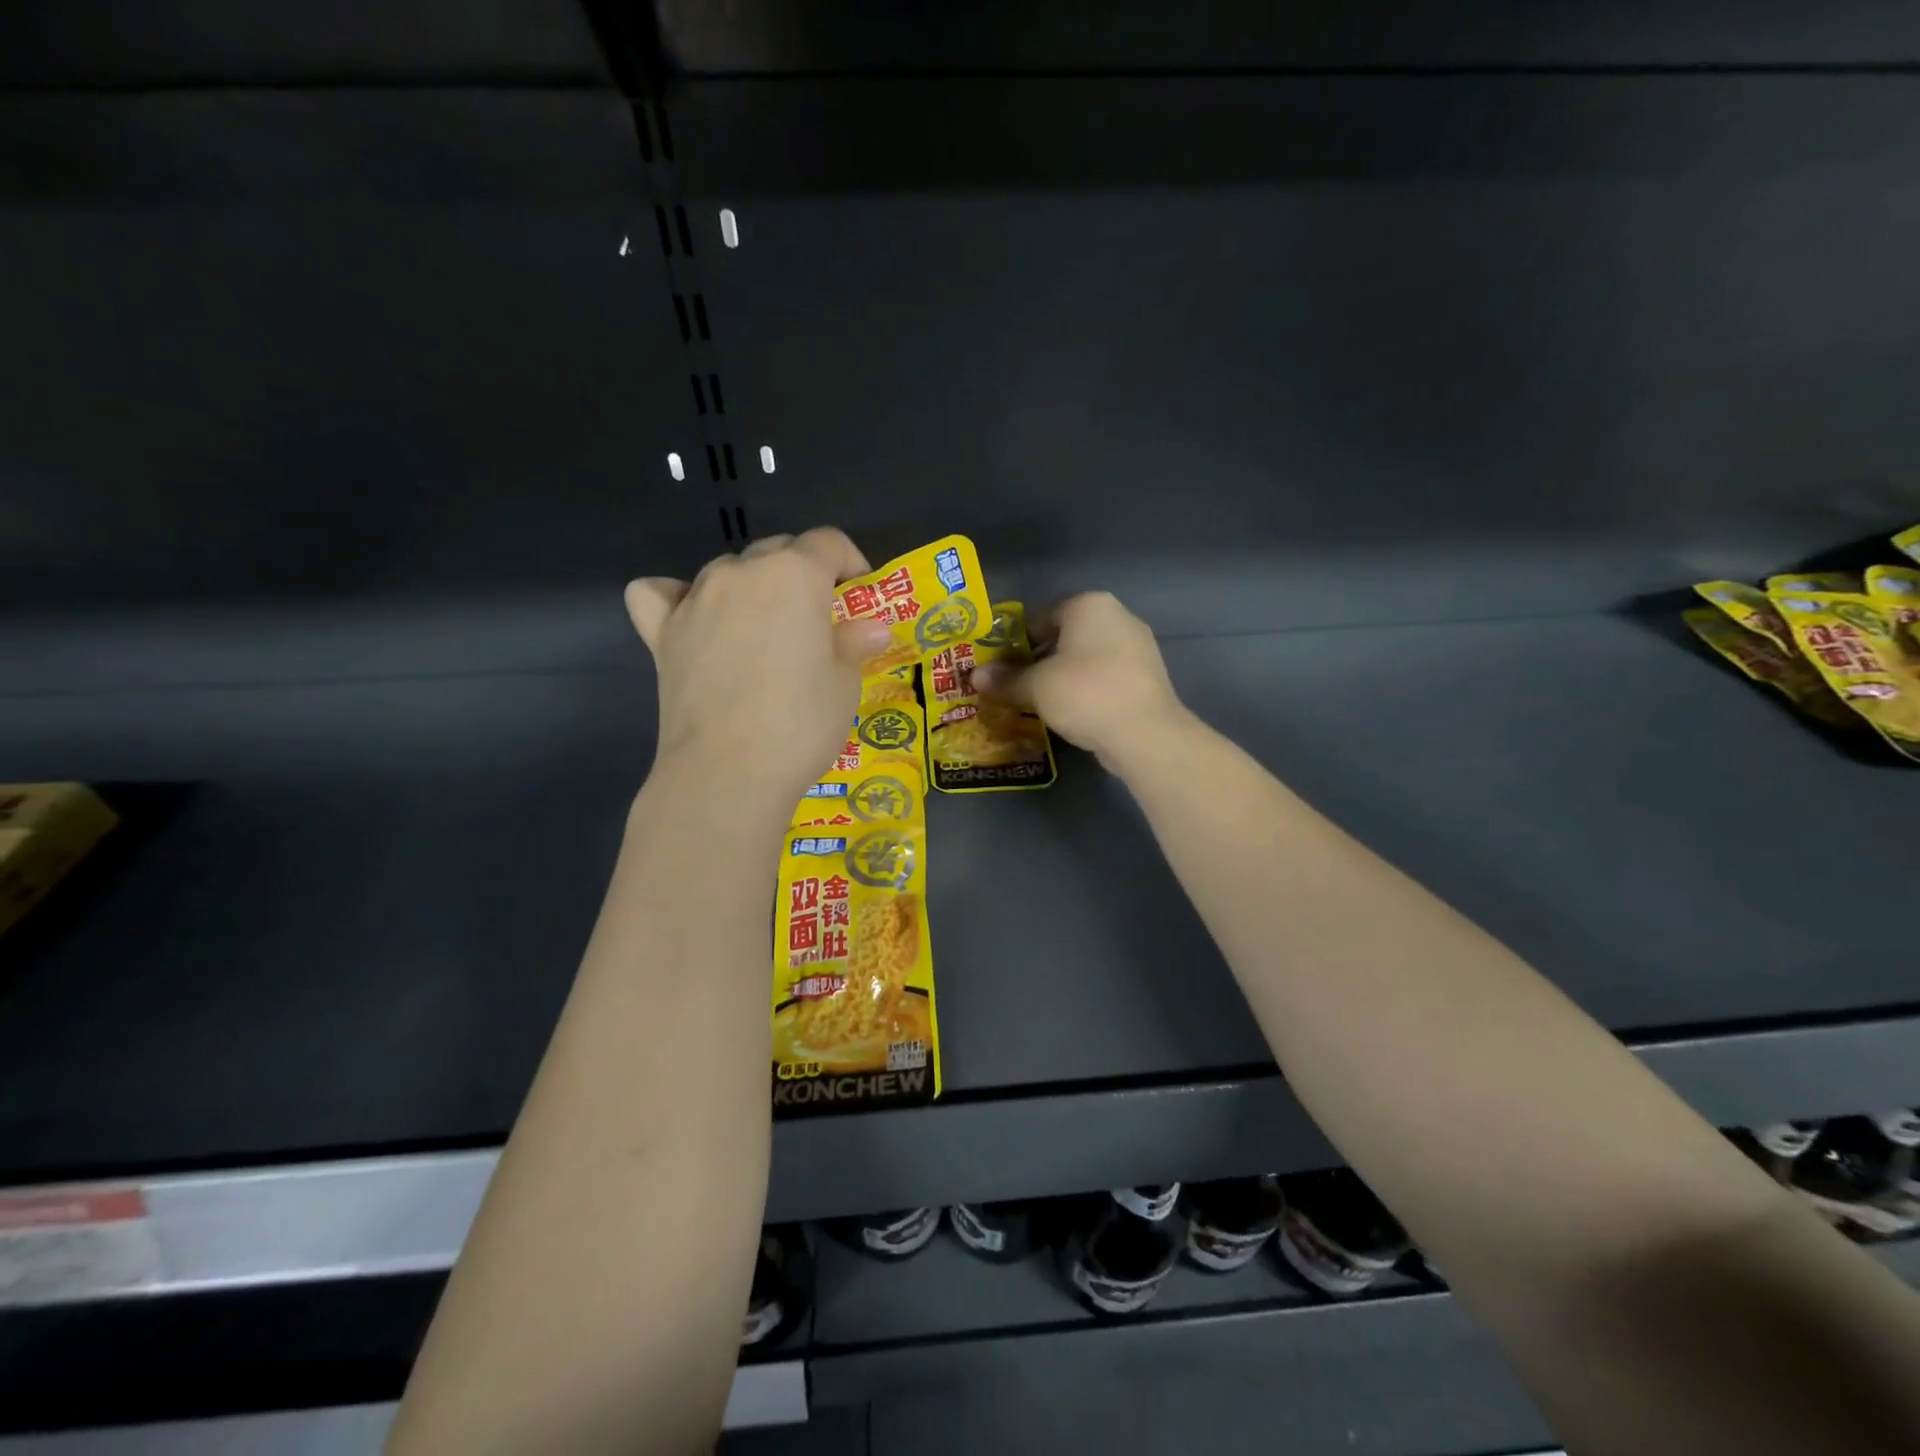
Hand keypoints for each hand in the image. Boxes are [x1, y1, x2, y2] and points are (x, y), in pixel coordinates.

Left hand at [626, 529, 892, 805]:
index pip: (828, 542)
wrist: (728, 771)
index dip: (850, 562)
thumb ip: (853, 643)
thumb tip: (871, 628)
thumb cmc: (801, 722)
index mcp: (795, 573)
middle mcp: (742, 573)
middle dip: (803, 573)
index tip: (859, 596)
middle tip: (818, 620)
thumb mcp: (845, 683)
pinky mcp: (662, 634)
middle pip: (777, 550)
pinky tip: (693, 619)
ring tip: (764, 629)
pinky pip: (660, 595)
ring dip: (751, 587)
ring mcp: (695, 600)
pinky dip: (677, 598)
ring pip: (727, 570)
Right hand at [973, 591, 1187, 773]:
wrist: (1145, 734)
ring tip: (1039, 703)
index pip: (1041, 618)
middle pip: (1065, 637)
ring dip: (1062, 677)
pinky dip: (1086, 690)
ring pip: (1086, 659)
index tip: (1001, 669)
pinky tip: (1071, 713)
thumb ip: (1005, 680)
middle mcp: (1118, 616)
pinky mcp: (1146, 677)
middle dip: (1039, 661)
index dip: (1015, 644)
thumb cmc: (1084, 693)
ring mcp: (1138, 647)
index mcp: (1090, 605)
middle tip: (1016, 687)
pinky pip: (1105, 678)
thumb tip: (974, 677)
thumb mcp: (1035, 687)